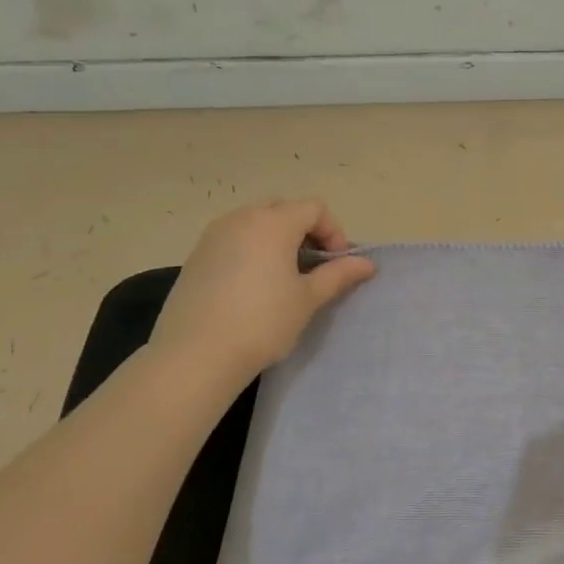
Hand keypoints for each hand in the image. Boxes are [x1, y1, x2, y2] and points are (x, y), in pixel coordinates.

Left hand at [148, 199, 375, 392]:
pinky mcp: (196, 255)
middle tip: (313, 266)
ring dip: (277, 239)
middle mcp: (242, 218)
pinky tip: (253, 286)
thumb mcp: (308, 298)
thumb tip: (367, 263)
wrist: (196, 354)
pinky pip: (234, 239)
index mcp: (273, 223)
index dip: (333, 232)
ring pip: (256, 222)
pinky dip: (252, 250)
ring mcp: (214, 235)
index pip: (314, 208)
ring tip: (284, 276)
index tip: (336, 264)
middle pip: (283, 209)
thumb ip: (338, 275)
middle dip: (305, 231)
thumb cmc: (263, 322)